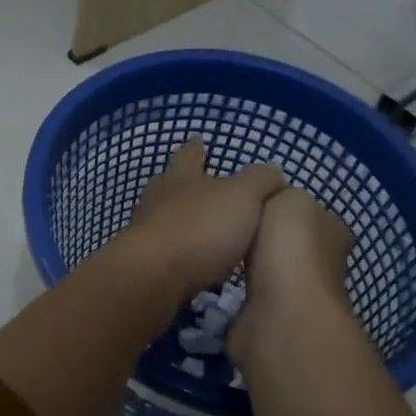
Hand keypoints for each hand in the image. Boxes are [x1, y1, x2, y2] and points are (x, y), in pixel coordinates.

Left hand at [128, 140, 283, 294]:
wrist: (153, 276)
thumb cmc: (200, 228)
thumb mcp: (242, 196)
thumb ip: (259, 181)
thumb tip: (273, 172)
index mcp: (181, 178)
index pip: (189, 155)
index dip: (196, 147)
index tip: (198, 140)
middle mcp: (158, 199)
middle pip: (169, 185)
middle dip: (184, 184)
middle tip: (199, 186)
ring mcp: (146, 232)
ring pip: (164, 218)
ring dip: (181, 222)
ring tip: (201, 230)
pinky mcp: (143, 263)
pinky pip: (164, 252)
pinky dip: (178, 253)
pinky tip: (191, 264)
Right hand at [228, 188, 356, 367]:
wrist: (279, 313)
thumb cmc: (290, 247)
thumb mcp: (289, 197)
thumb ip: (278, 190)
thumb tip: (266, 197)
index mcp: (332, 231)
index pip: (307, 210)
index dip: (280, 202)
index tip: (248, 198)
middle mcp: (321, 263)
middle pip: (286, 241)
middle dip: (259, 234)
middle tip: (227, 223)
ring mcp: (295, 294)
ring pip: (266, 268)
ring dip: (246, 262)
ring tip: (217, 247)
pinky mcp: (270, 317)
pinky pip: (249, 294)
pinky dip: (236, 288)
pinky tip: (217, 276)